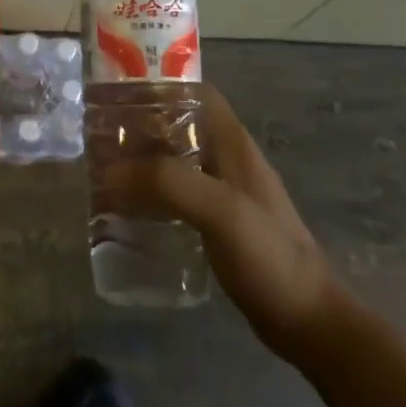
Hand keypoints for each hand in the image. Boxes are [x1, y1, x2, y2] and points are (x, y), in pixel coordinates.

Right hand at [101, 84, 348, 361]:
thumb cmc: (269, 255)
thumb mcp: (220, 210)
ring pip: (175, 160)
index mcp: (232, 143)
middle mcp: (227, 159)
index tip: (116, 93)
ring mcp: (224, 192)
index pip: (194, 92)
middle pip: (178, 125)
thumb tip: (110, 171)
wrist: (307, 321)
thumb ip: (168, 182)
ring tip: (103, 170)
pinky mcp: (219, 223)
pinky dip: (151, 194)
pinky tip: (128, 209)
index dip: (157, 85)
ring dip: (143, 161)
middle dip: (140, 126)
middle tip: (98, 136)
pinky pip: (177, 194)